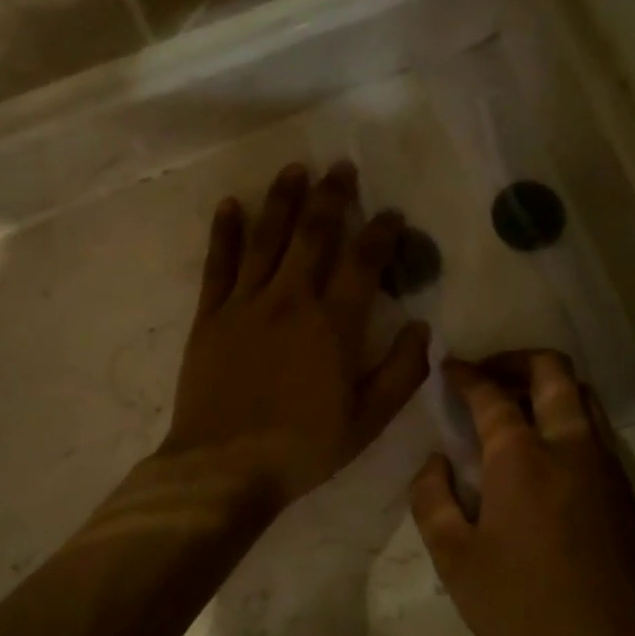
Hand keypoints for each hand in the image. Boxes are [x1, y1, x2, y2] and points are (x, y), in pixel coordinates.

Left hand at [160, 162, 431, 513]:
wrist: (224, 468)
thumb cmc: (303, 448)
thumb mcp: (368, 420)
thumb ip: (402, 372)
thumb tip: (424, 327)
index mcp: (334, 324)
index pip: (364, 262)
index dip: (381, 233)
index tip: (393, 215)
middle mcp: (291, 300)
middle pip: (314, 234)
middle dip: (331, 197)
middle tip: (342, 168)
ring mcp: (246, 303)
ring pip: (267, 238)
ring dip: (282, 200)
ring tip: (295, 169)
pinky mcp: (210, 315)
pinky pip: (218, 263)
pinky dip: (225, 232)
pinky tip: (230, 205)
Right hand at [411, 352, 634, 635]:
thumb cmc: (523, 608)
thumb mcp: (455, 561)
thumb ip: (432, 499)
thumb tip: (436, 461)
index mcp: (521, 457)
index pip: (491, 394)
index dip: (466, 375)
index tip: (448, 368)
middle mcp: (569, 446)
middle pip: (552, 370)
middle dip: (515, 359)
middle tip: (486, 374)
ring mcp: (605, 465)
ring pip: (582, 395)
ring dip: (547, 385)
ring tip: (514, 405)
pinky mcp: (625, 490)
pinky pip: (595, 428)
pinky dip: (566, 416)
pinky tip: (543, 450)